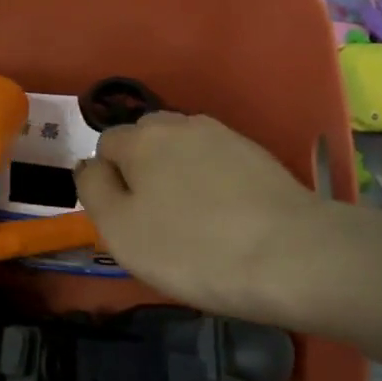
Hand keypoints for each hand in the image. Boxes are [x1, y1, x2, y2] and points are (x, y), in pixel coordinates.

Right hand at [73, 112, 333, 324]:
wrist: (292, 255)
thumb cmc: (192, 248)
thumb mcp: (119, 230)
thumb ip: (93, 189)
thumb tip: (89, 164)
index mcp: (142, 137)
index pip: (106, 145)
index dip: (109, 182)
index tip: (127, 221)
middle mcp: (181, 124)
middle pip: (146, 140)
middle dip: (143, 170)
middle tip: (157, 221)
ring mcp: (225, 136)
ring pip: (183, 150)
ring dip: (178, 175)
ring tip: (194, 221)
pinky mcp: (258, 155)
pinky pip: (217, 163)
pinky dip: (212, 183)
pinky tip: (227, 218)